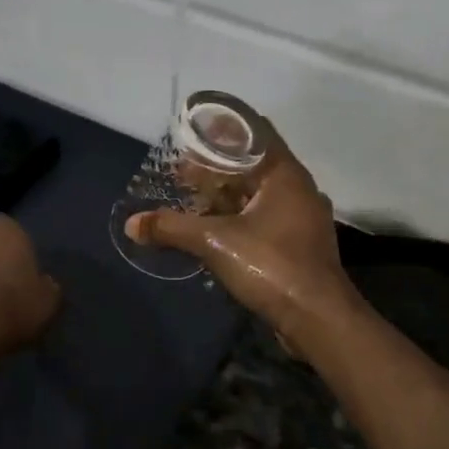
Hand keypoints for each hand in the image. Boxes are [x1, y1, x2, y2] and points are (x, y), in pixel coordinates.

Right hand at [126, 134, 364, 342]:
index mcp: (285, 174)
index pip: (255, 132)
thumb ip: (172, 228)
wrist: (318, 319)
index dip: (222, 129)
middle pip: (252, 165)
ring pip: (257, 194)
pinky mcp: (298, 244)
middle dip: (216, 167)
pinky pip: (264, 218)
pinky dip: (238, 217)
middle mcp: (298, 189)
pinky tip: (213, 230)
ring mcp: (301, 218)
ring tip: (190, 200)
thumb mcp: (215, 242)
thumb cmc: (272, 265)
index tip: (192, 130)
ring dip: (225, 196)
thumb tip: (131, 224)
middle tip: (180, 172)